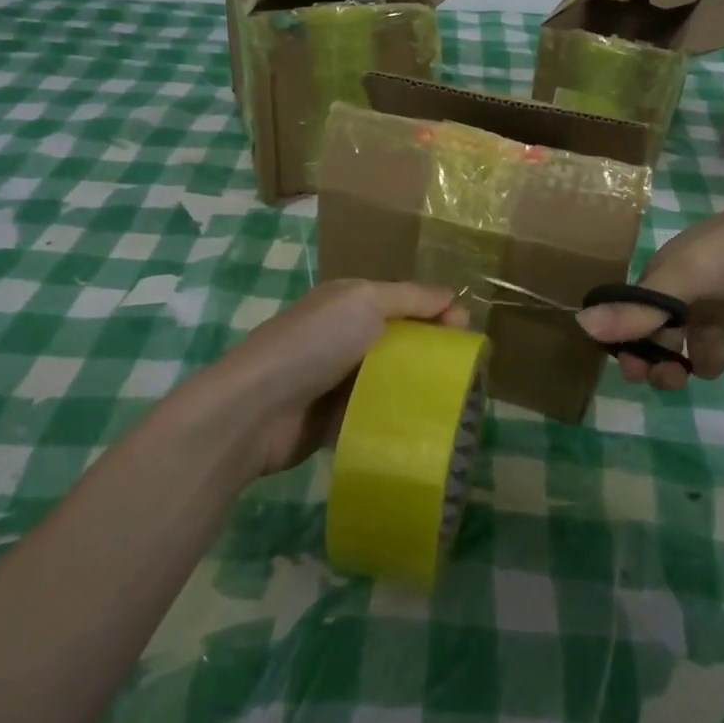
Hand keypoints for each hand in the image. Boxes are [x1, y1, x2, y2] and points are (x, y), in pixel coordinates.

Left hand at [204, 280, 466, 477]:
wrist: (256, 408)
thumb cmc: (315, 343)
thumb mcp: (364, 303)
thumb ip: (409, 298)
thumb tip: (451, 296)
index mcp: (350, 301)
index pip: (405, 300)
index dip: (437, 311)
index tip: (466, 331)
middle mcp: (344, 335)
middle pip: (400, 339)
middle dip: (432, 350)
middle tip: (464, 370)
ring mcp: (337, 379)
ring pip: (390, 377)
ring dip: (416, 387)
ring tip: (454, 402)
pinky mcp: (333, 419)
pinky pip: (374, 413)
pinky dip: (395, 417)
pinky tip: (423, 426)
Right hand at [577, 179, 723, 390]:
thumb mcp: (688, 275)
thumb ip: (640, 306)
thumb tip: (581, 326)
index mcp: (673, 270)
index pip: (638, 311)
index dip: (631, 341)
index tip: (634, 372)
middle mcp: (698, 287)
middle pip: (668, 331)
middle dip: (665, 358)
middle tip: (675, 379)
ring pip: (705, 344)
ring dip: (705, 361)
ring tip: (721, 363)